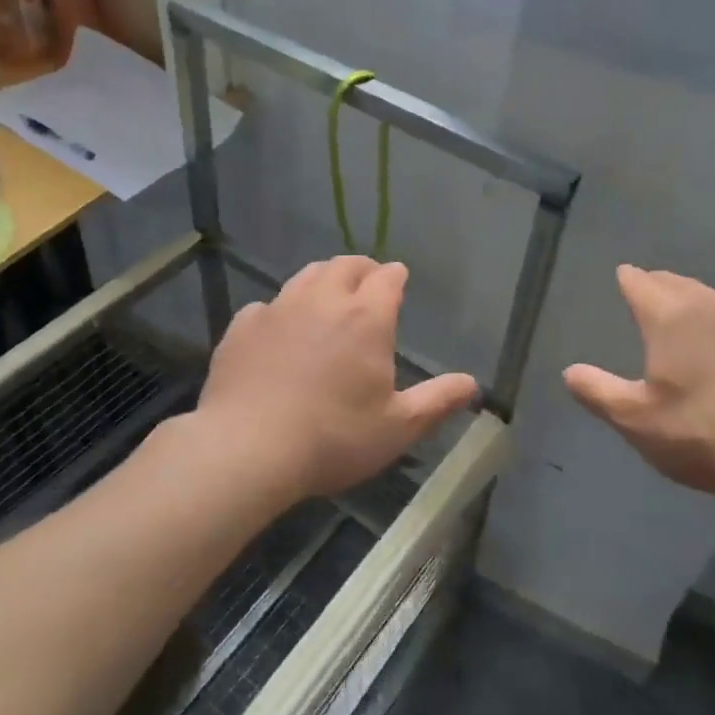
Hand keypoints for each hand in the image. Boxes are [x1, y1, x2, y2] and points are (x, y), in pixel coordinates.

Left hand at [197, 256, 478, 501]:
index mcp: (367, 318)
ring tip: (328, 296)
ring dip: (323, 279)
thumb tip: (472, 383)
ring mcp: (278, 309)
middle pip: (345, 265)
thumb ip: (437, 401)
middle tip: (368, 281)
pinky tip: (279, 330)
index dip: (396, 277)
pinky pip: (267, 305)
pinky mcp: (242, 327)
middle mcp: (323, 300)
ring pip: (305, 276)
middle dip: (362, 269)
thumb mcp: (398, 428)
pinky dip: (281, 309)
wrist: (247, 449)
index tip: (399, 281)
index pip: (387, 278)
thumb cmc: (334, 438)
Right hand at [563, 265, 714, 509]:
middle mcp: (711, 305)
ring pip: (712, 299)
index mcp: (671, 316)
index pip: (641, 283)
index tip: (622, 277)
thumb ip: (597, 391)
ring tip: (686, 321)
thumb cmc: (702, 434)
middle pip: (677, 283)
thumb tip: (570, 372)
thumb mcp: (636, 420)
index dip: (627, 279)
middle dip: (659, 286)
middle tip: (648, 296)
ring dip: (694, 304)